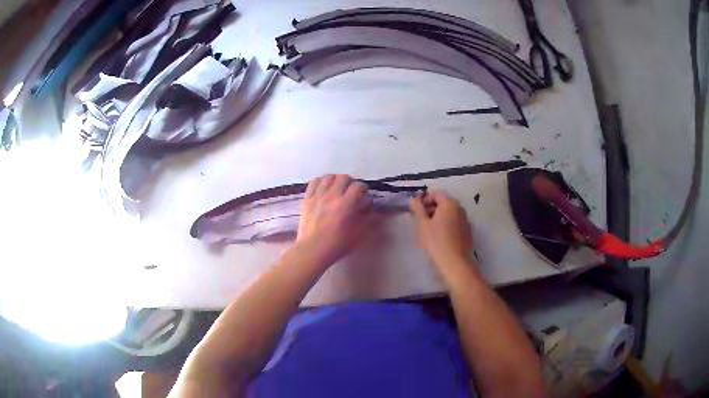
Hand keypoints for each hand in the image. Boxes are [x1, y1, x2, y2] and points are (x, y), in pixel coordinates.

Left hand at [297, 174, 373, 266]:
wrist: (313, 249)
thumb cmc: (337, 244)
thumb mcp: (358, 234)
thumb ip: (367, 219)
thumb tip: (372, 207)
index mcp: (346, 204)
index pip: (358, 186)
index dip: (363, 188)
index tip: (364, 193)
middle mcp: (332, 195)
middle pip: (343, 177)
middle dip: (350, 182)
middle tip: (351, 190)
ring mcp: (318, 196)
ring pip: (328, 177)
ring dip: (335, 180)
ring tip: (337, 187)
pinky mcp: (307, 199)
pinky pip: (314, 182)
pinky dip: (321, 182)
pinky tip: (323, 187)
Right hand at [409, 191, 474, 268]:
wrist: (455, 263)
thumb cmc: (436, 241)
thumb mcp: (422, 224)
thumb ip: (418, 209)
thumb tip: (413, 199)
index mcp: (449, 203)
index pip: (436, 194)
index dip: (424, 200)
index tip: (416, 211)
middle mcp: (460, 208)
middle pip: (443, 203)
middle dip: (431, 209)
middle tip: (420, 221)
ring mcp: (465, 220)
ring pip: (449, 214)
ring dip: (438, 218)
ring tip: (429, 231)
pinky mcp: (467, 232)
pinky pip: (455, 224)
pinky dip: (447, 226)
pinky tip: (440, 239)